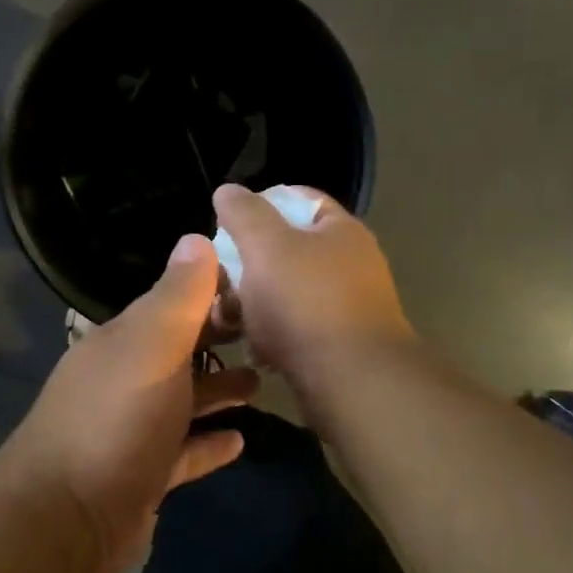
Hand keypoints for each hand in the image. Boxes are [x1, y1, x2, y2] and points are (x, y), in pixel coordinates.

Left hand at [3, 234, 259, 572]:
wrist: (66, 517)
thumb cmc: (116, 419)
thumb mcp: (151, 346)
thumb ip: (178, 296)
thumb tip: (196, 238)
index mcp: (124, 342)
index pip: (171, 304)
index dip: (211, 293)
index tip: (258, 289)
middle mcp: (125, 379)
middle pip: (179, 351)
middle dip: (219, 341)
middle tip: (270, 336)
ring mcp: (132, 430)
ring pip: (183, 401)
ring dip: (218, 390)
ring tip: (262, 383)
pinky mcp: (143, 476)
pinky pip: (183, 452)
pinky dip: (208, 443)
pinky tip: (240, 440)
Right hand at [210, 183, 414, 402]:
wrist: (354, 382)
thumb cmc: (307, 303)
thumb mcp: (266, 247)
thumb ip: (244, 214)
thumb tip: (228, 190)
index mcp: (340, 230)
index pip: (299, 199)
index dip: (261, 203)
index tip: (226, 222)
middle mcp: (350, 264)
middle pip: (289, 250)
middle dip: (249, 263)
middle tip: (219, 276)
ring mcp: (348, 307)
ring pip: (288, 293)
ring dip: (255, 304)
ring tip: (228, 319)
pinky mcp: (340, 346)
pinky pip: (297, 330)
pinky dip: (273, 336)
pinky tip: (256, 350)